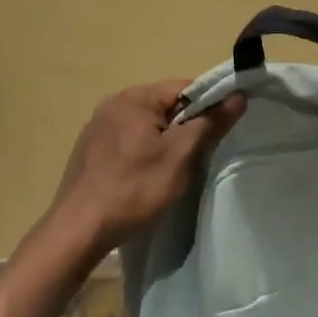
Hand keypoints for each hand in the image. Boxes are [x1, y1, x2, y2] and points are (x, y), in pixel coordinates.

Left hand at [46, 80, 245, 260]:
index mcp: (135, 97)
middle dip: (185, 125)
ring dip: (164, 139)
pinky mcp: (89, 147)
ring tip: (172, 169)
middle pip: (164, 104)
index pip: (185, 87)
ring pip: (146, 123)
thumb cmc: (134, 189)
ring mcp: (97, 124)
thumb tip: (238, 96)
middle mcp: (113, 102)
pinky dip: (142, 150)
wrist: (79, 229)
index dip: (209, 105)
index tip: (219, 132)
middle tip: (197, 156)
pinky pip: (127, 137)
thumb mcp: (180, 156)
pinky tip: (143, 175)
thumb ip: (209, 123)